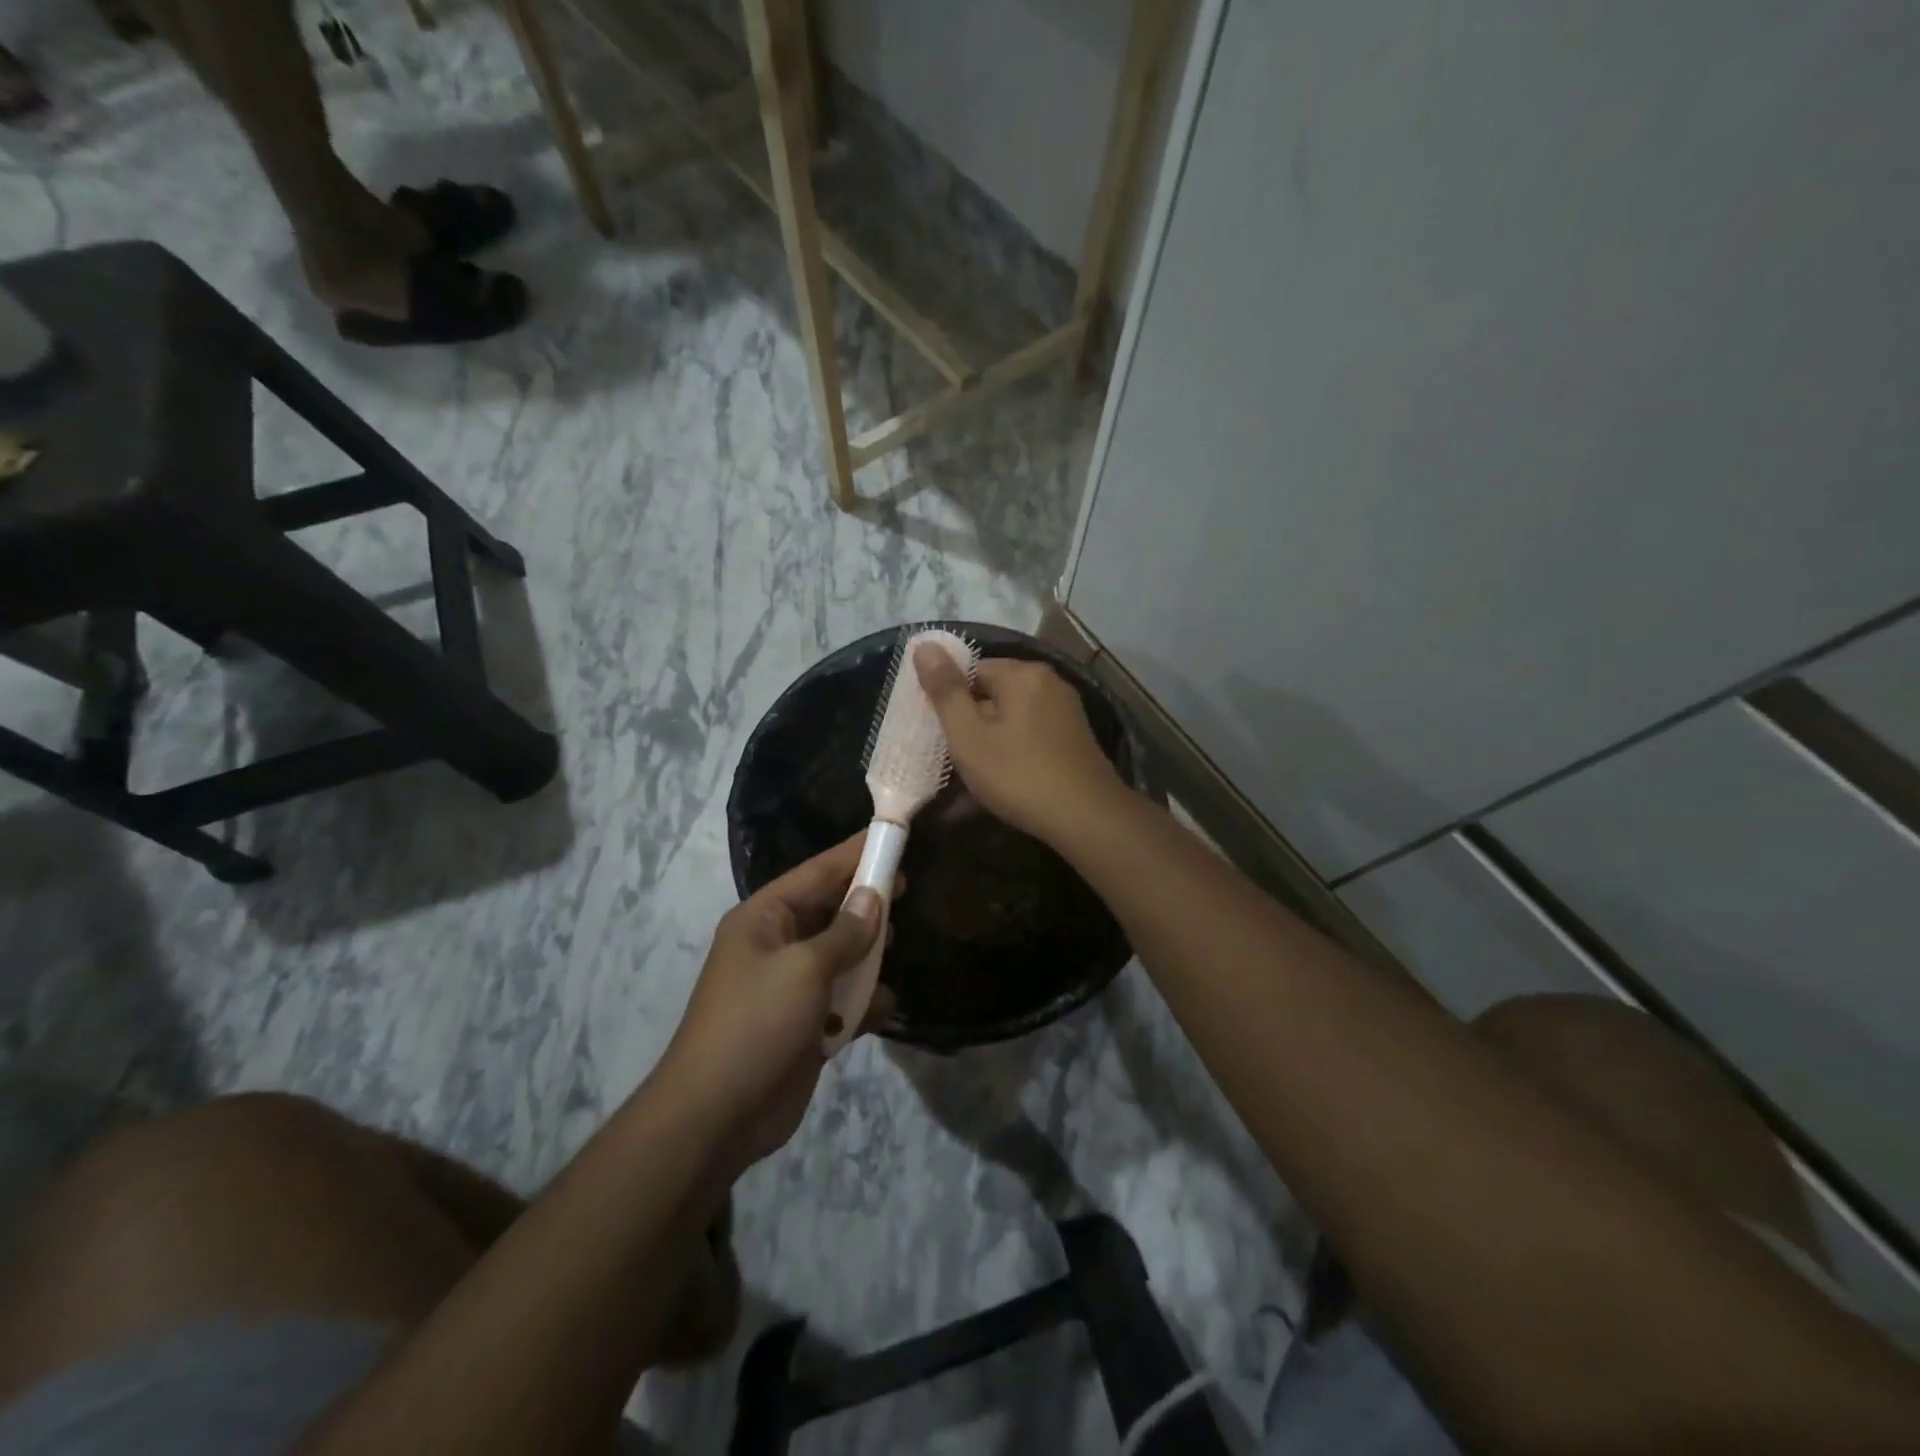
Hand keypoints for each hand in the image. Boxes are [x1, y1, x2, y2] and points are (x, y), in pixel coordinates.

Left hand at [659, 836, 891, 1175]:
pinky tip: (885, 1007)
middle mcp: (776, 944)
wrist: (716, 1117)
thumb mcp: (805, 969)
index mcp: (764, 918)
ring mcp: (790, 986)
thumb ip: (846, 932)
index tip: (894, 836)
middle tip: (907, 891)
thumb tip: (873, 898)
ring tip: (894, 951)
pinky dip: (863, 1002)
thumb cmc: (756, 1024)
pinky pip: (842, 1000)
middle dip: (866, 904)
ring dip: (867, 957)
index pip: (817, 872)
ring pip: (841, 955)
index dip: (856, 854)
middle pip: (831, 911)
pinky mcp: (804, 1024)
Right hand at [913, 646, 1124, 842]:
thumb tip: (924, 645)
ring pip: (1011, 721)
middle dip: (970, 726)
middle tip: (954, 761)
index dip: (950, 701)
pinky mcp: (1074, 738)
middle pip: (993, 695)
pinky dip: (1012, 756)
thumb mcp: (969, 735)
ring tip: (972, 783)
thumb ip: (945, 691)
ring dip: (989, 746)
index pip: (971, 671)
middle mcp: (1049, 683)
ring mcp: (1066, 711)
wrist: (1088, 819)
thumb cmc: (1019, 775)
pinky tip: (1001, 786)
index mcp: (1023, 674)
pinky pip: (1030, 738)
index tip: (941, 736)